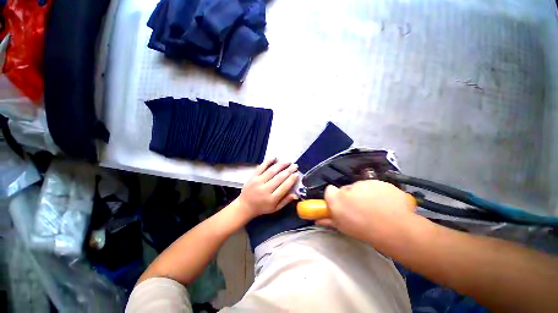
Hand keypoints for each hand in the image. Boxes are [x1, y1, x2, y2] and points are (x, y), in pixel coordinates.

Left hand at [235, 158, 298, 218]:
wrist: (245, 206)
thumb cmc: (262, 208)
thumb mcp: (275, 208)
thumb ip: (285, 201)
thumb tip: (296, 195)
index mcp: (271, 199)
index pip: (284, 187)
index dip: (291, 180)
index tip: (297, 174)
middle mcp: (265, 190)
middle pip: (279, 178)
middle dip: (288, 170)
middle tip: (295, 165)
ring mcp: (258, 182)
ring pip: (271, 171)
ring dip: (281, 165)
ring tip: (288, 161)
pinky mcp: (252, 177)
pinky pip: (261, 167)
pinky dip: (267, 161)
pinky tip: (274, 157)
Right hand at [317, 180, 416, 242]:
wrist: (396, 230)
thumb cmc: (365, 230)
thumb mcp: (343, 227)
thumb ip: (328, 220)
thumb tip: (317, 219)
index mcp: (337, 198)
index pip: (329, 190)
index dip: (334, 197)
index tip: (341, 204)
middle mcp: (348, 187)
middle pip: (346, 188)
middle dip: (351, 196)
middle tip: (360, 209)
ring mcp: (366, 183)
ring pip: (362, 186)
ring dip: (365, 194)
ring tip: (376, 208)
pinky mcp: (381, 182)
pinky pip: (376, 186)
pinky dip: (379, 193)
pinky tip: (386, 204)